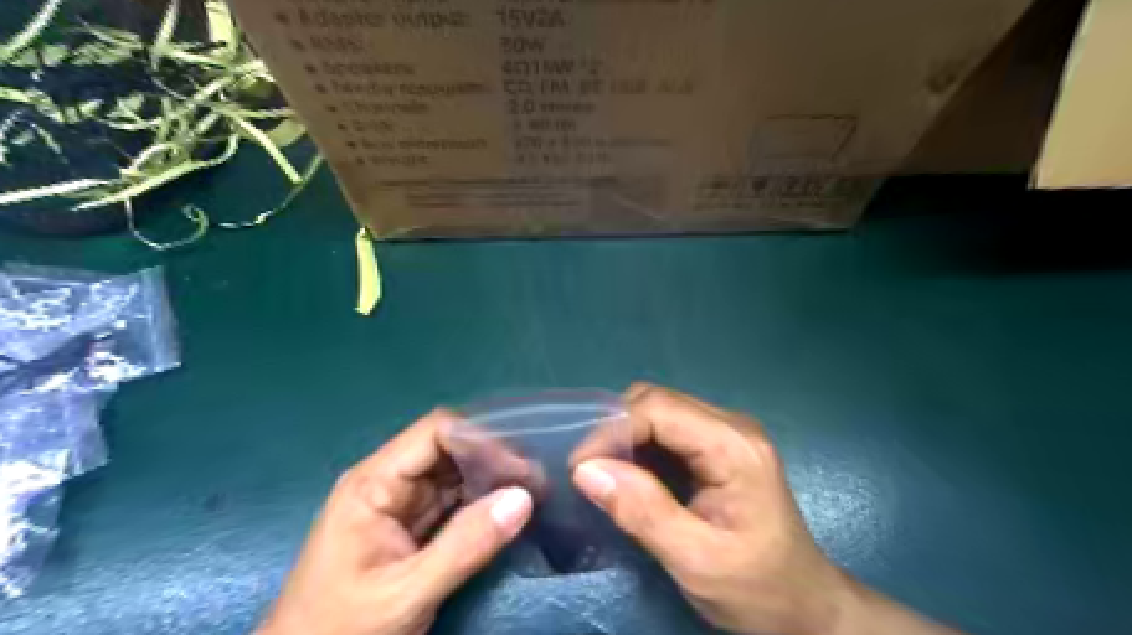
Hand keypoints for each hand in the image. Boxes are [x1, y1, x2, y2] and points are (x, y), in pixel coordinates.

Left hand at [259, 408, 534, 633]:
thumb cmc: (341, 630)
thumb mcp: (404, 593)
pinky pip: (453, 500)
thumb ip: (464, 546)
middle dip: (491, 459)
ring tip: (531, 493)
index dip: (480, 440)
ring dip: (491, 480)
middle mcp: (388, 482)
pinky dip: (481, 502)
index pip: (434, 433)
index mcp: (373, 483)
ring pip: (454, 473)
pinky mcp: (411, 525)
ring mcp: (400, 504)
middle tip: (535, 480)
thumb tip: (523, 498)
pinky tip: (507, 510)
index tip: (519, 468)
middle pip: (447, 448)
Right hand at [570, 384, 957, 634]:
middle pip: (656, 401)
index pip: (657, 409)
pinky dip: (641, 446)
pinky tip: (632, 475)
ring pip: (658, 410)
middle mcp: (731, 425)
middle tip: (591, 473)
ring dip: (626, 437)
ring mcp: (727, 432)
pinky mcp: (718, 445)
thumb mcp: (696, 561)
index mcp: (733, 446)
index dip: (612, 430)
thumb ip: (642, 512)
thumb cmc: (757, 588)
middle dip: (616, 430)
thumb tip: (586, 470)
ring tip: (606, 475)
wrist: (804, 606)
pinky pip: (668, 428)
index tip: (580, 468)